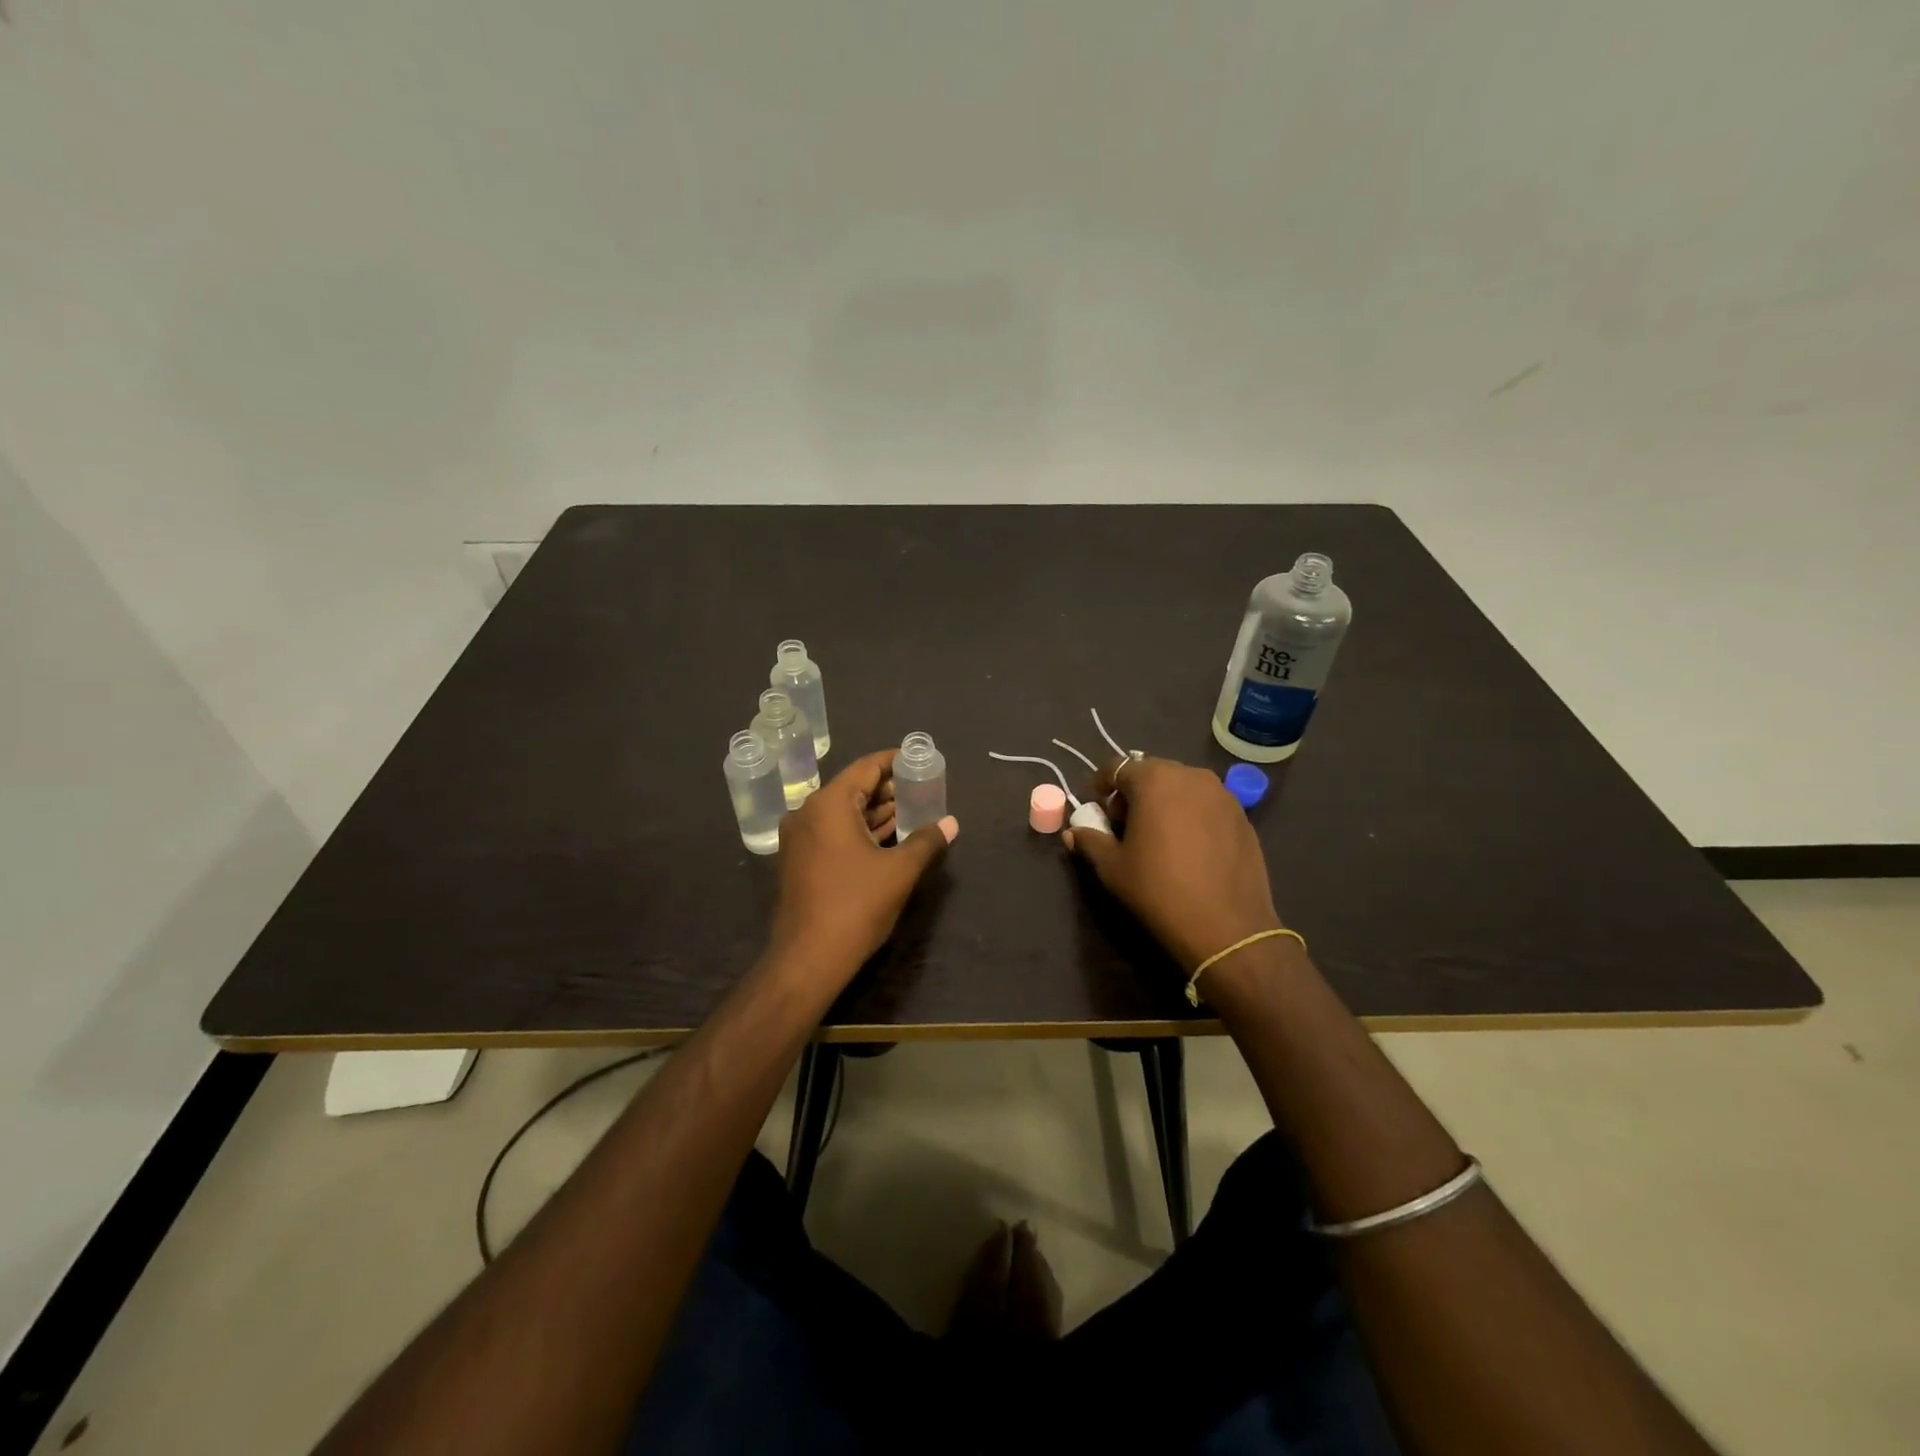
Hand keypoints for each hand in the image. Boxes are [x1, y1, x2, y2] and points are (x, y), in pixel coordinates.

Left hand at [768, 748, 957, 983]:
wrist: (808, 959)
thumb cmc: (855, 906)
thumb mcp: (899, 871)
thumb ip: (926, 841)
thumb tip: (950, 823)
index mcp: (828, 804)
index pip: (866, 768)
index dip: (895, 762)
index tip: (919, 761)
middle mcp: (808, 813)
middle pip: (853, 788)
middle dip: (888, 789)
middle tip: (922, 789)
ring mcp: (800, 839)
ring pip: (843, 813)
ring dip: (875, 812)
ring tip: (912, 811)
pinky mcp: (799, 861)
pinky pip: (833, 833)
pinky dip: (859, 830)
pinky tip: (887, 838)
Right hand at [1063, 755, 1281, 970]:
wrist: (1226, 927)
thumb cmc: (1159, 889)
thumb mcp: (1112, 867)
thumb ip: (1090, 841)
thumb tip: (1073, 832)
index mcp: (1155, 780)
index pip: (1117, 767)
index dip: (1101, 784)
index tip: (1096, 807)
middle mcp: (1191, 776)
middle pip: (1152, 773)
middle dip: (1134, 792)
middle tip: (1125, 824)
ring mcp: (1222, 794)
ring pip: (1182, 787)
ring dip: (1164, 801)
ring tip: (1158, 835)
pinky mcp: (1242, 816)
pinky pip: (1206, 804)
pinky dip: (1191, 815)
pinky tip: (1188, 847)